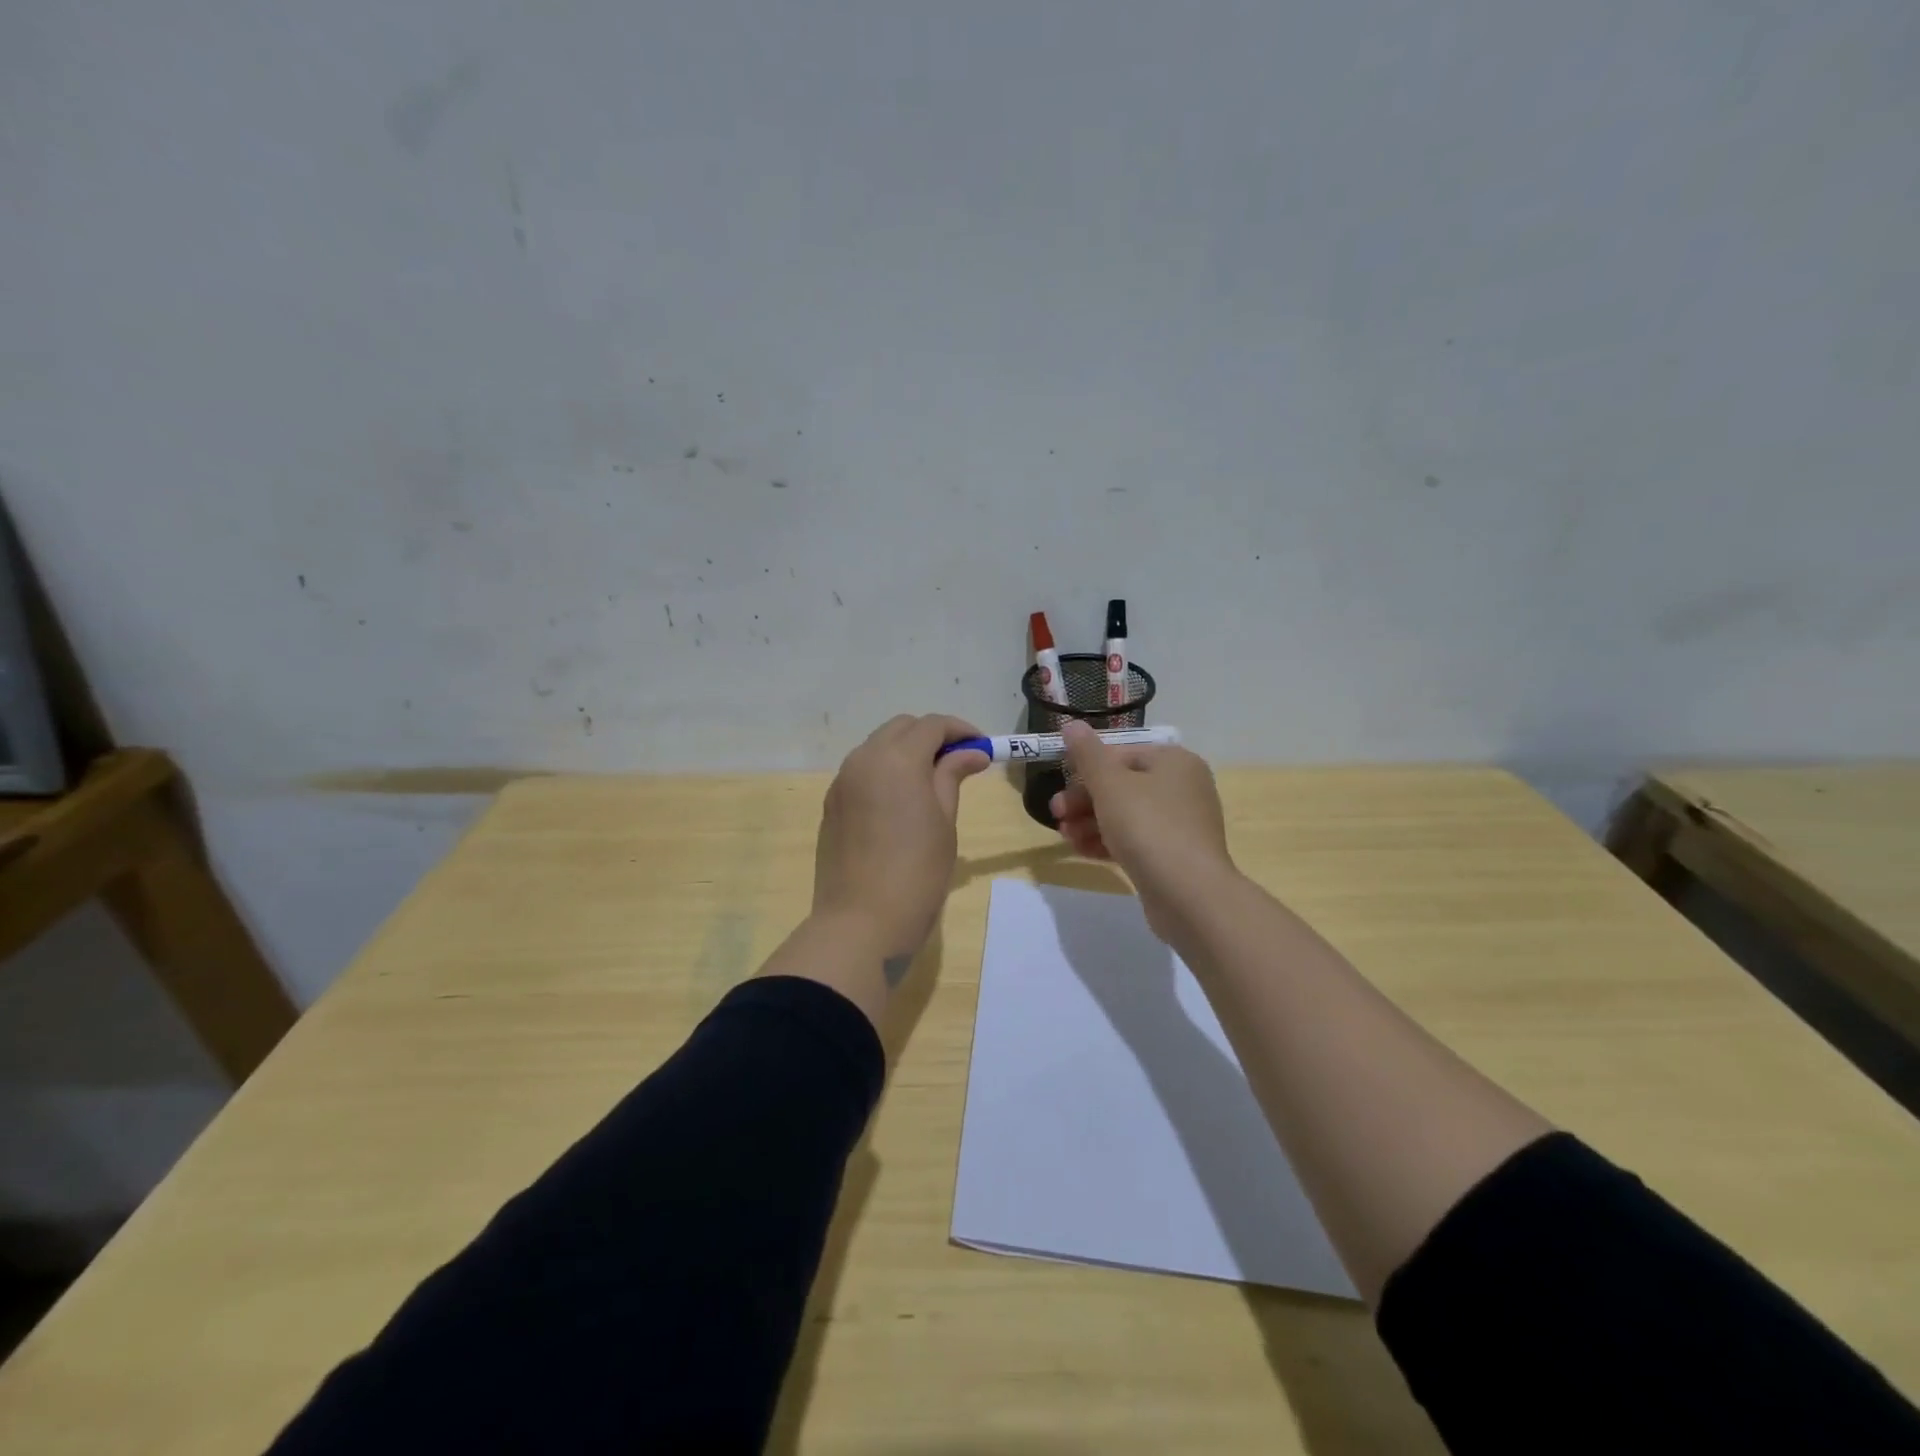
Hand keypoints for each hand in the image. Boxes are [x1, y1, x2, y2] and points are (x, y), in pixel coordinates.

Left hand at [812, 714, 989, 962]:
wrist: (861, 923)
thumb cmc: (916, 873)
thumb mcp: (944, 822)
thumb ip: (952, 776)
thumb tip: (971, 752)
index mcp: (897, 759)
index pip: (932, 725)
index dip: (961, 730)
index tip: (982, 748)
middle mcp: (864, 759)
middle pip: (901, 728)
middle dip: (931, 736)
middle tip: (959, 763)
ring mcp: (842, 782)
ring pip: (878, 747)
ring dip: (906, 752)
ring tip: (931, 782)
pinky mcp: (831, 804)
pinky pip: (861, 771)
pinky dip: (885, 772)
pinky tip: (901, 801)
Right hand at [1050, 720, 1237, 938]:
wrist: (1188, 894)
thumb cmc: (1147, 826)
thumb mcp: (1109, 784)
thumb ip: (1087, 753)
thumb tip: (1071, 724)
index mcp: (1173, 762)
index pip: (1122, 754)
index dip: (1087, 768)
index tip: (1059, 784)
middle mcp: (1182, 788)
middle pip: (1122, 785)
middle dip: (1084, 799)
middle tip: (1056, 814)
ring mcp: (1180, 825)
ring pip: (1126, 815)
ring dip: (1090, 822)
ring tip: (1065, 836)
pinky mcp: (1173, 856)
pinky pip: (1135, 841)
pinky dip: (1107, 842)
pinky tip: (1081, 850)